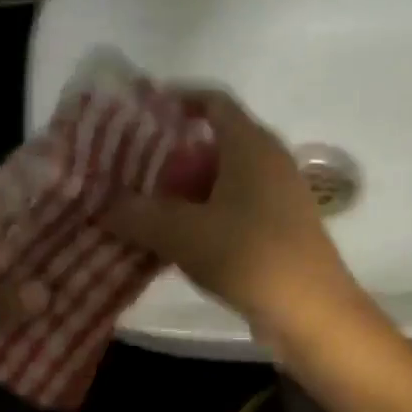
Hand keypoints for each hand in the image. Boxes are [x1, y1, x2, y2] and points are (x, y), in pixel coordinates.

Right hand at [103, 93, 360, 340]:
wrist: (310, 312)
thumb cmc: (248, 255)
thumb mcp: (180, 233)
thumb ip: (136, 214)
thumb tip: (102, 206)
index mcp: (250, 145)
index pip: (213, 101)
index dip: (177, 99)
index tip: (141, 112)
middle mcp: (269, 161)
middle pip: (215, 143)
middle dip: (172, 155)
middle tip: (133, 170)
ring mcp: (279, 197)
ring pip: (224, 180)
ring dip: (187, 191)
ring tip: (147, 209)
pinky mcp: (280, 229)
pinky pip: (235, 209)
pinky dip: (205, 216)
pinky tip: (179, 242)